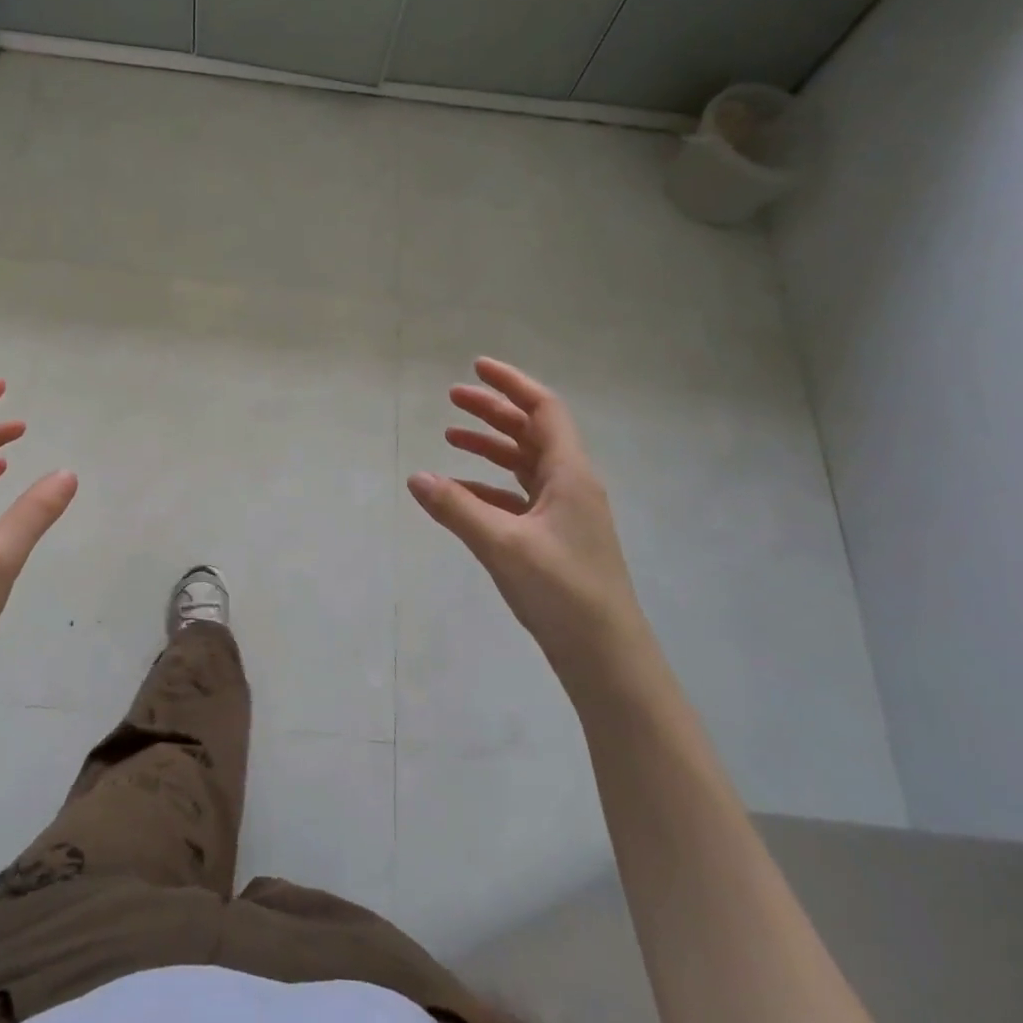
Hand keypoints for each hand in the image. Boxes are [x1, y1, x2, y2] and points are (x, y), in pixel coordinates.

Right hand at [407, 357, 648, 681]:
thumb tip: (416, 477)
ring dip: (491, 446)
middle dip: (493, 411)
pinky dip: (490, 487)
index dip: (511, 384)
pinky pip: (519, 497)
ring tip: (451, 436)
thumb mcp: (502, 545)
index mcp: (570, 474)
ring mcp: (566, 513)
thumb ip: (457, 509)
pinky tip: (460, 494)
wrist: (606, 656)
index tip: (477, 367)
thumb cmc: (562, 592)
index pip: (543, 410)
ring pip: (525, 464)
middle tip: (452, 398)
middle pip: (531, 432)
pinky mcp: (556, 538)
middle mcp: (572, 485)